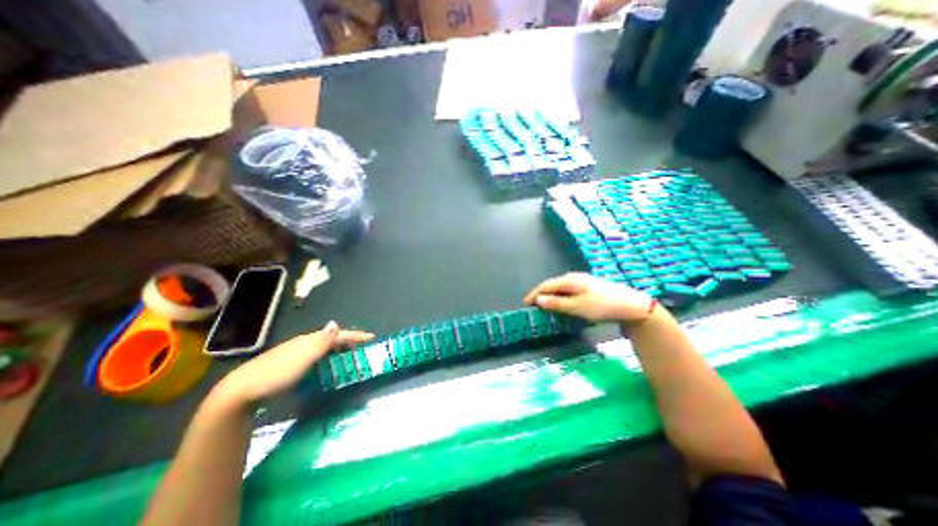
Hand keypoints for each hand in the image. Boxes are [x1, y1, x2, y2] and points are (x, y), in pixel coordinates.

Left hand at [213, 320, 374, 406]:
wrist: (241, 390)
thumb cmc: (278, 373)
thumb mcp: (304, 357)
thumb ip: (322, 341)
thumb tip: (336, 323)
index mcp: (310, 340)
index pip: (338, 334)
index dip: (355, 335)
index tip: (371, 338)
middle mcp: (304, 343)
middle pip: (331, 338)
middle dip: (348, 341)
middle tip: (362, 348)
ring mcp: (296, 353)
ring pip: (323, 347)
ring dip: (338, 349)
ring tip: (348, 355)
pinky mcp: (289, 364)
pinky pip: (316, 355)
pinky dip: (327, 357)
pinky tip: (326, 364)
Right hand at [525, 273, 653, 322]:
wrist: (631, 305)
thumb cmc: (602, 306)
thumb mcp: (577, 307)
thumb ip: (556, 303)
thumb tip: (538, 300)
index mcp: (569, 280)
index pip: (545, 285)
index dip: (534, 294)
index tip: (525, 304)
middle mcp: (574, 277)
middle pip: (552, 284)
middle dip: (541, 294)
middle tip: (533, 306)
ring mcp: (582, 281)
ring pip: (560, 287)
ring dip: (550, 295)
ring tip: (544, 305)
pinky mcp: (589, 286)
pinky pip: (568, 290)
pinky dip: (560, 296)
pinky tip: (562, 303)